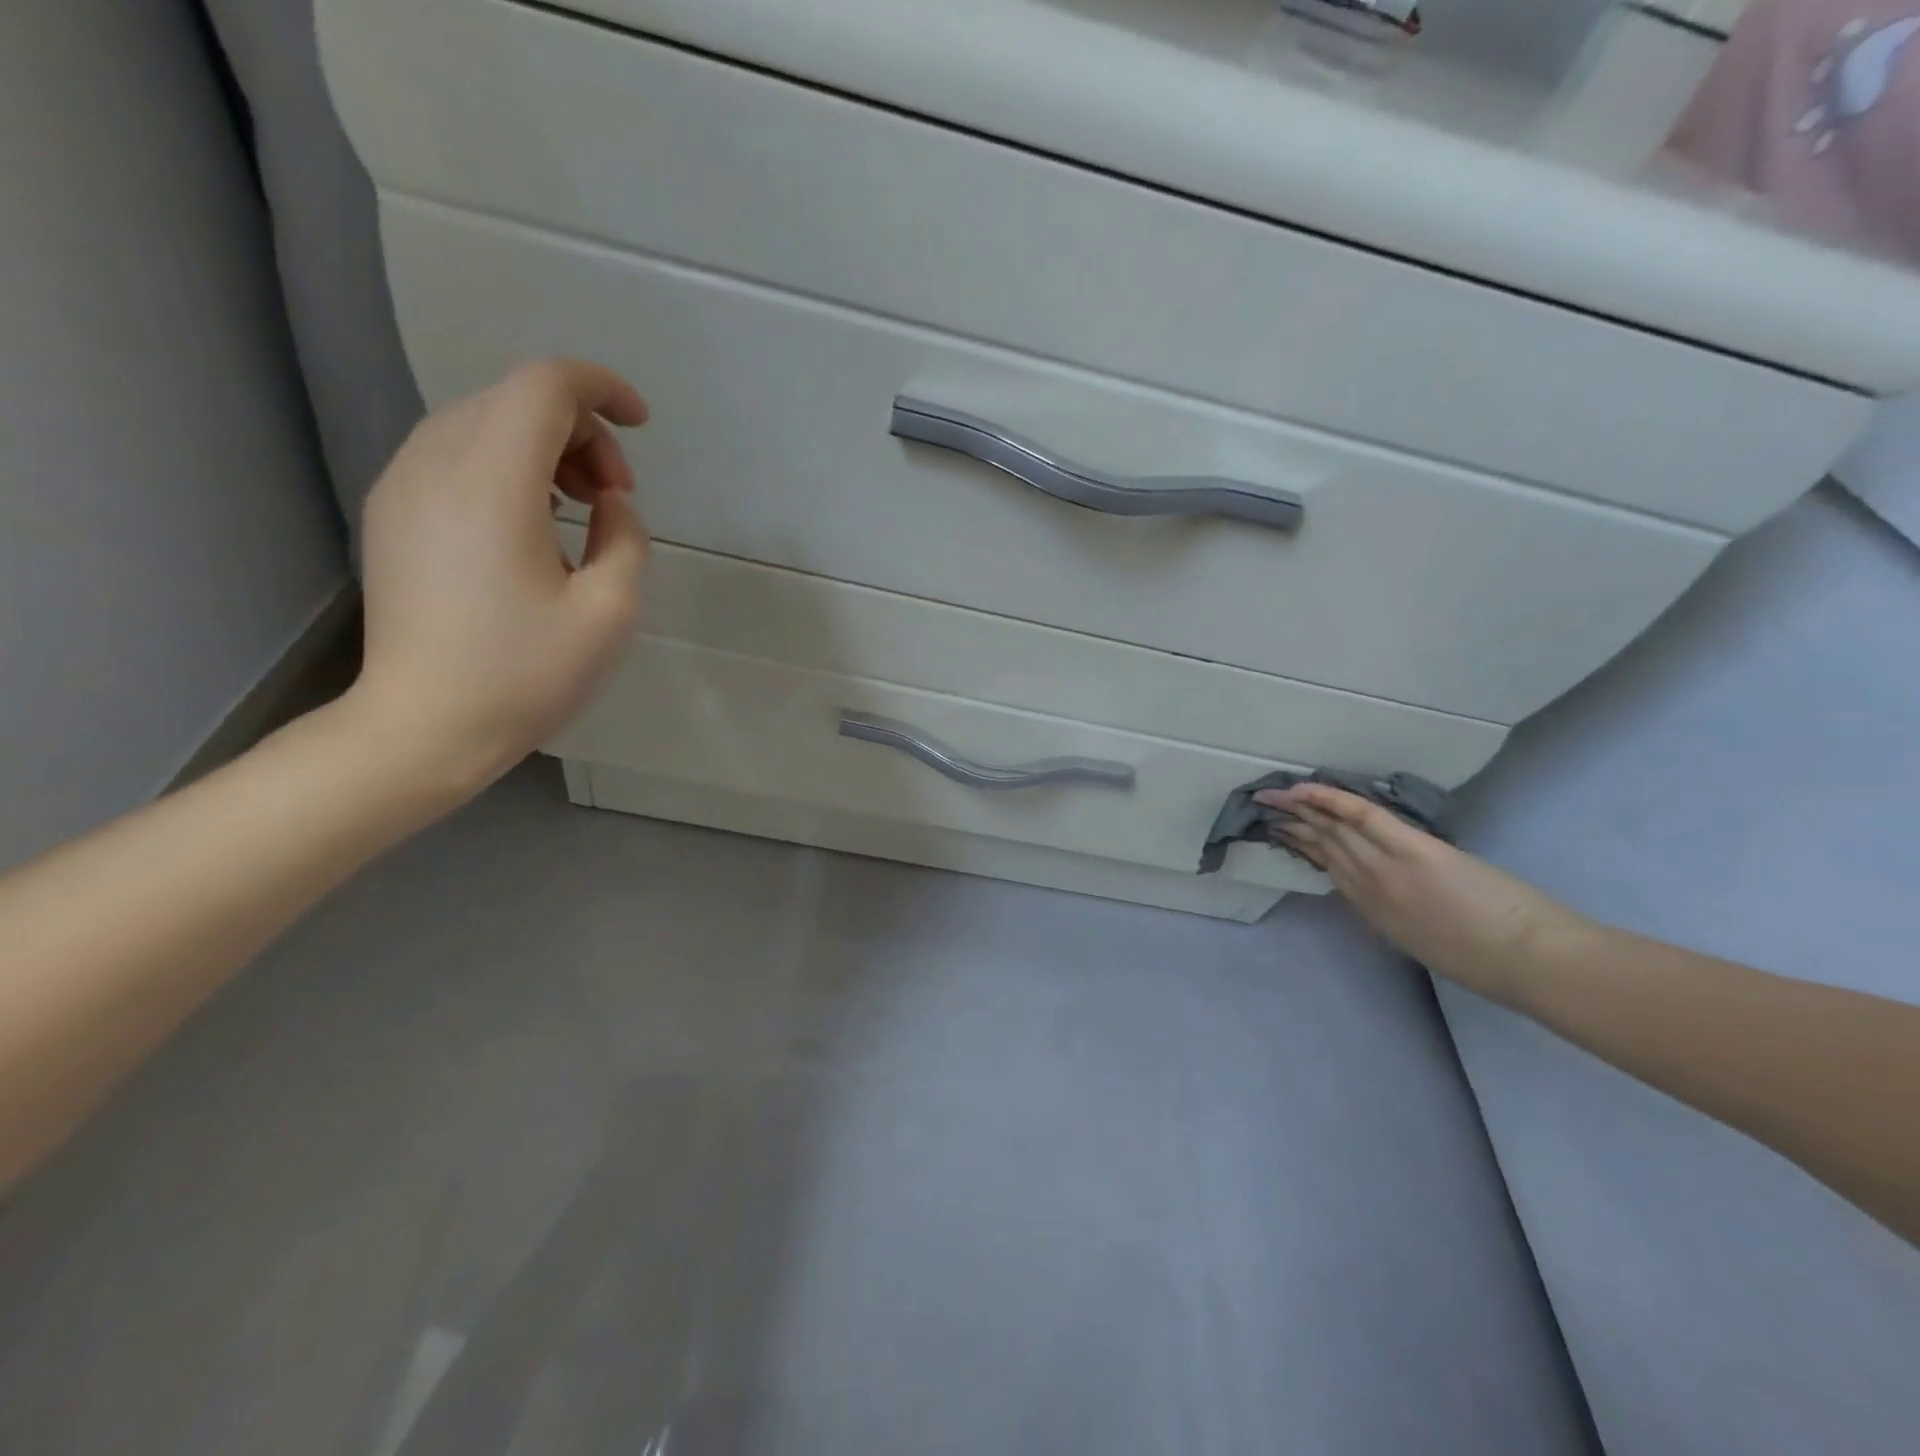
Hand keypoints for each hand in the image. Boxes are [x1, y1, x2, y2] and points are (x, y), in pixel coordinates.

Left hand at [349, 359, 650, 798]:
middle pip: (514, 399)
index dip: (601, 389)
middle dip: (581, 431)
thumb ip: (626, 540)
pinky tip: (534, 523)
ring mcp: (403, 487)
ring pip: (482, 422)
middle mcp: (436, 466)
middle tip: (616, 498)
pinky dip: (508, 466)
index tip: (642, 427)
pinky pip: (455, 455)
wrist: (422, 727)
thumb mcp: (610, 613)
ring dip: (545, 448)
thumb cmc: (524, 675)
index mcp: (492, 486)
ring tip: (580, 510)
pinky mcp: (392, 513)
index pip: (543, 387)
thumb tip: (612, 505)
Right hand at [1256, 783, 1586, 1004]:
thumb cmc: (1482, 961)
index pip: (1329, 870)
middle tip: (1264, 808)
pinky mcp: (1411, 848)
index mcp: (1371, 911)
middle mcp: (1368, 887)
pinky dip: (1331, 800)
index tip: (1282, 832)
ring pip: (1334, 829)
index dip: (1302, 847)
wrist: (1530, 960)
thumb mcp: (1419, 945)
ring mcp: (1387, 865)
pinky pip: (1361, 817)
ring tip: (1275, 796)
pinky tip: (1306, 788)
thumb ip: (1388, 915)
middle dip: (1292, 825)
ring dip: (1301, 809)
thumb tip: (1369, 892)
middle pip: (1323, 847)